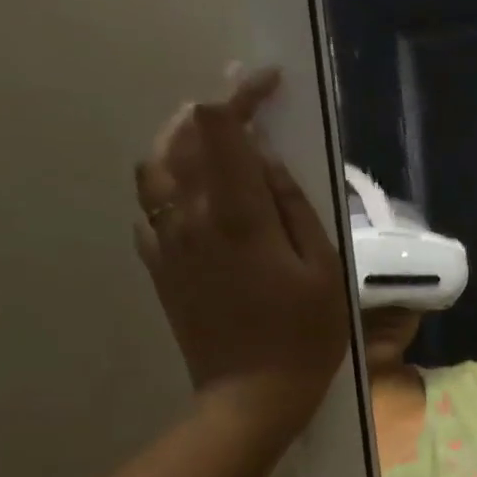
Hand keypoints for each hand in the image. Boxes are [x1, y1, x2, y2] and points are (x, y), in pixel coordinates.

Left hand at [134, 67, 347, 444]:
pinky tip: (199, 196)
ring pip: (155, 166)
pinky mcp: (157, 264)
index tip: (268, 83)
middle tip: (246, 108)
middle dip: (210, 112)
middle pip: (179, 137)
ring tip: (216, 143)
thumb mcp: (324, 270)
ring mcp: (165, 240)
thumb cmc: (305, 334)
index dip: (240, 93)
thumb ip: (295, 208)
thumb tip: (269, 161)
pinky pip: (152, 205)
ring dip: (182, 141)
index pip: (221, 128)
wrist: (252, 393)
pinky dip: (172, 183)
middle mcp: (189, 216)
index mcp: (236, 215)